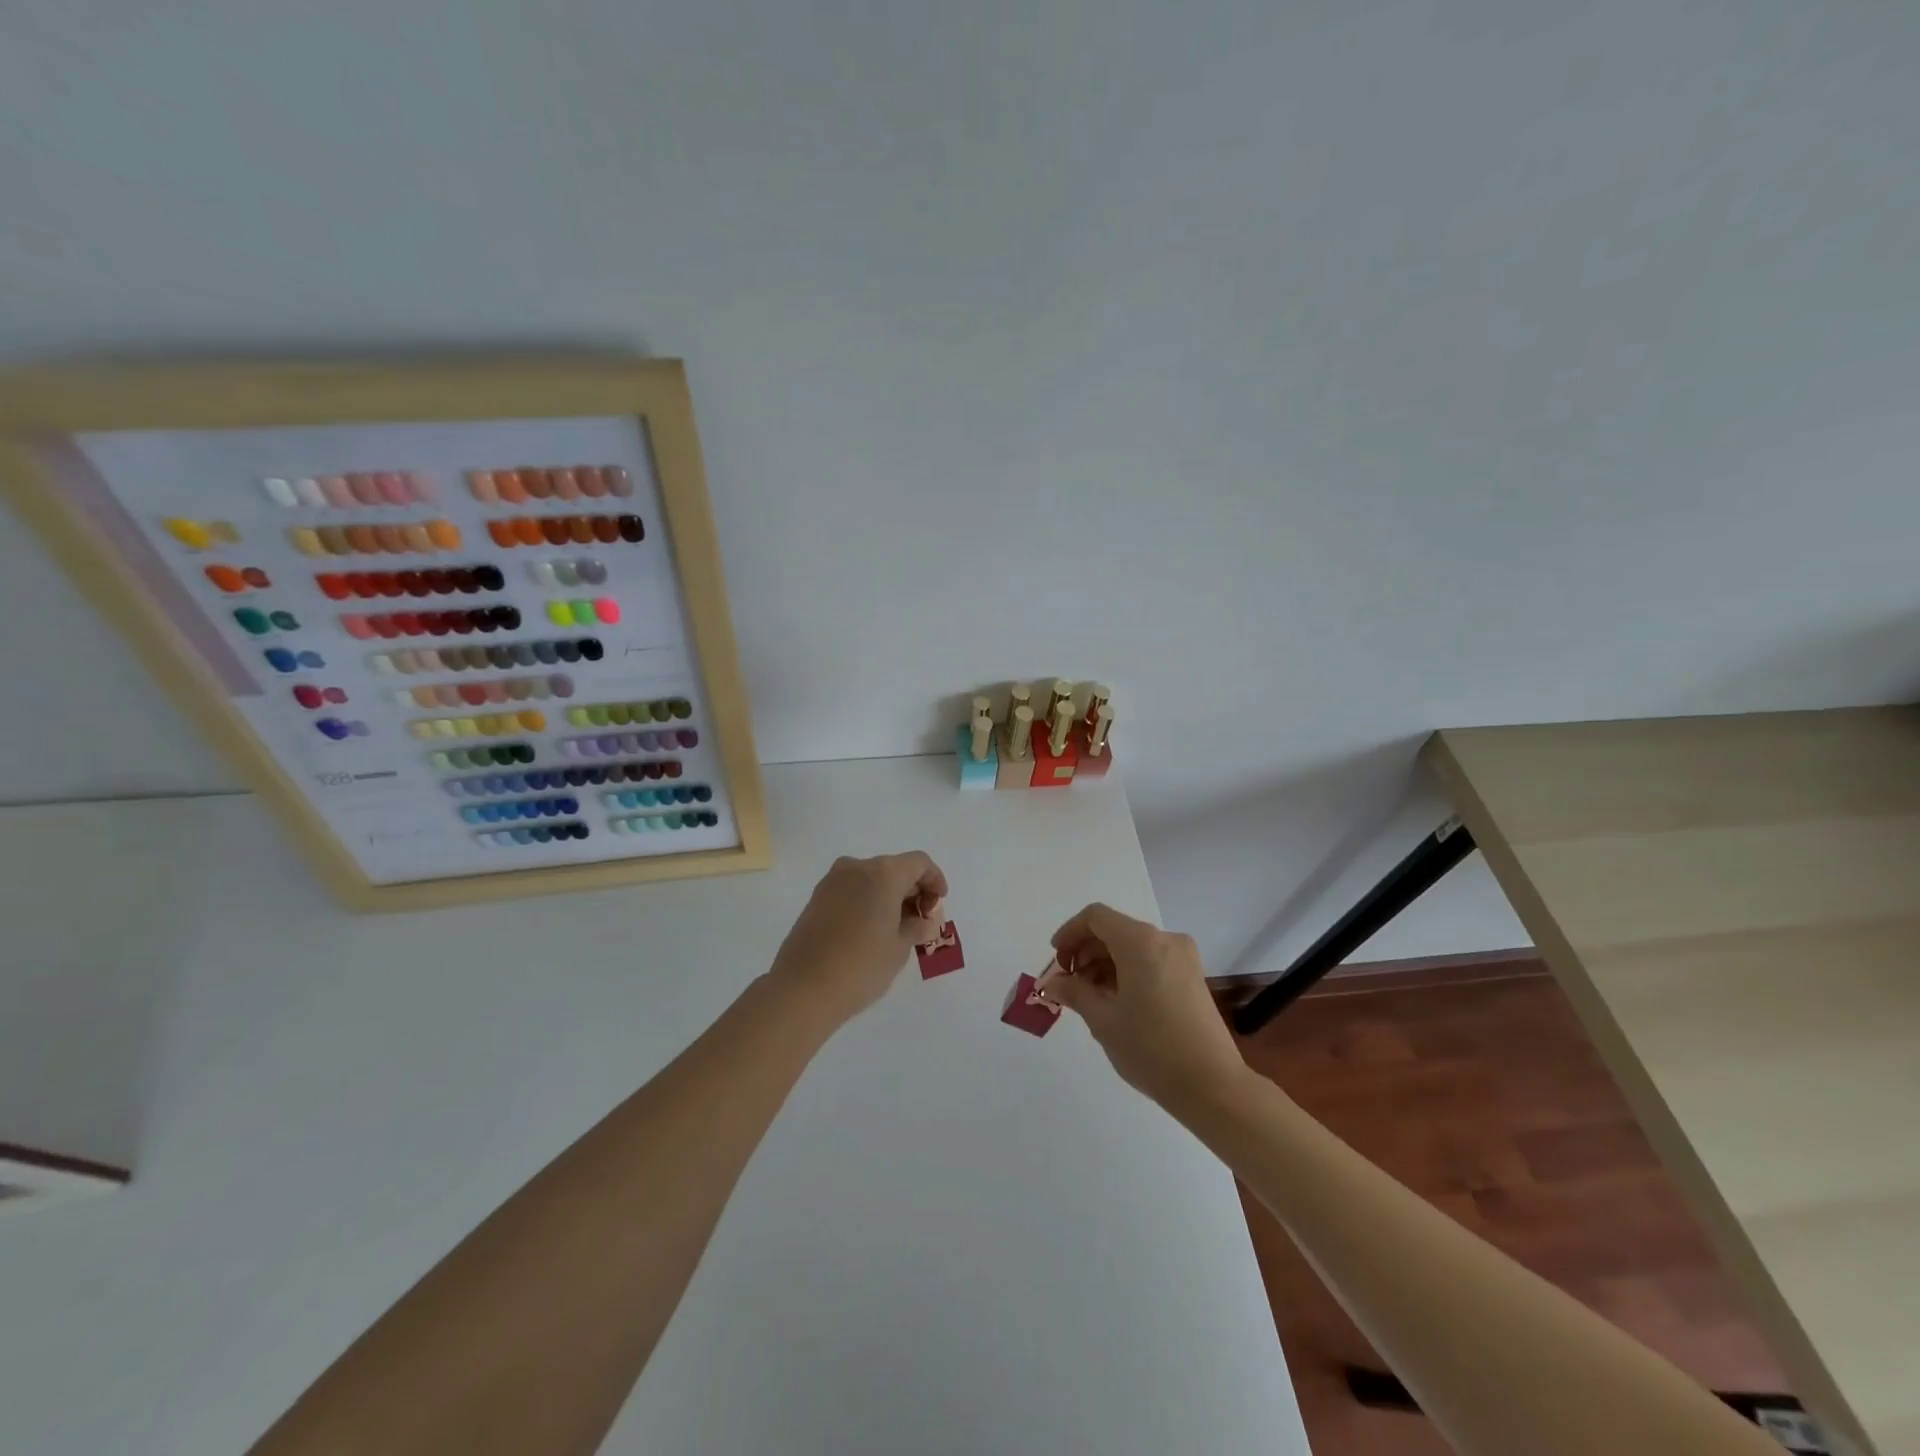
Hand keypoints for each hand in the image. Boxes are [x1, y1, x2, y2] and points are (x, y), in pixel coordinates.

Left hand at [768, 852, 948, 1026]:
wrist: (803, 988)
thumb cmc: (862, 965)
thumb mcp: (900, 947)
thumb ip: (917, 927)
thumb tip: (924, 921)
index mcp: (883, 873)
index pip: (919, 863)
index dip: (934, 880)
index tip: (939, 904)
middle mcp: (856, 868)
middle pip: (894, 869)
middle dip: (912, 891)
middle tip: (921, 921)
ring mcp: (832, 882)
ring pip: (871, 879)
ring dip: (889, 897)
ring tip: (897, 929)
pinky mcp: (816, 899)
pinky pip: (852, 891)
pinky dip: (868, 902)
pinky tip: (872, 931)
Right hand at [1043, 903, 1247, 1110]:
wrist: (1212, 1086)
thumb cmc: (1151, 1048)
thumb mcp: (1103, 1020)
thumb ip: (1074, 993)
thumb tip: (1052, 983)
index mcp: (1141, 942)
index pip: (1096, 918)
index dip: (1070, 933)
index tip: (1055, 960)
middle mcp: (1165, 940)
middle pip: (1114, 930)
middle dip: (1085, 951)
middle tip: (1067, 984)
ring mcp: (1183, 958)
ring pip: (1132, 946)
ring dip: (1105, 963)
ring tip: (1089, 997)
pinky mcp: (1192, 976)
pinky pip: (1150, 960)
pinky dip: (1127, 971)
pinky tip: (1115, 1001)